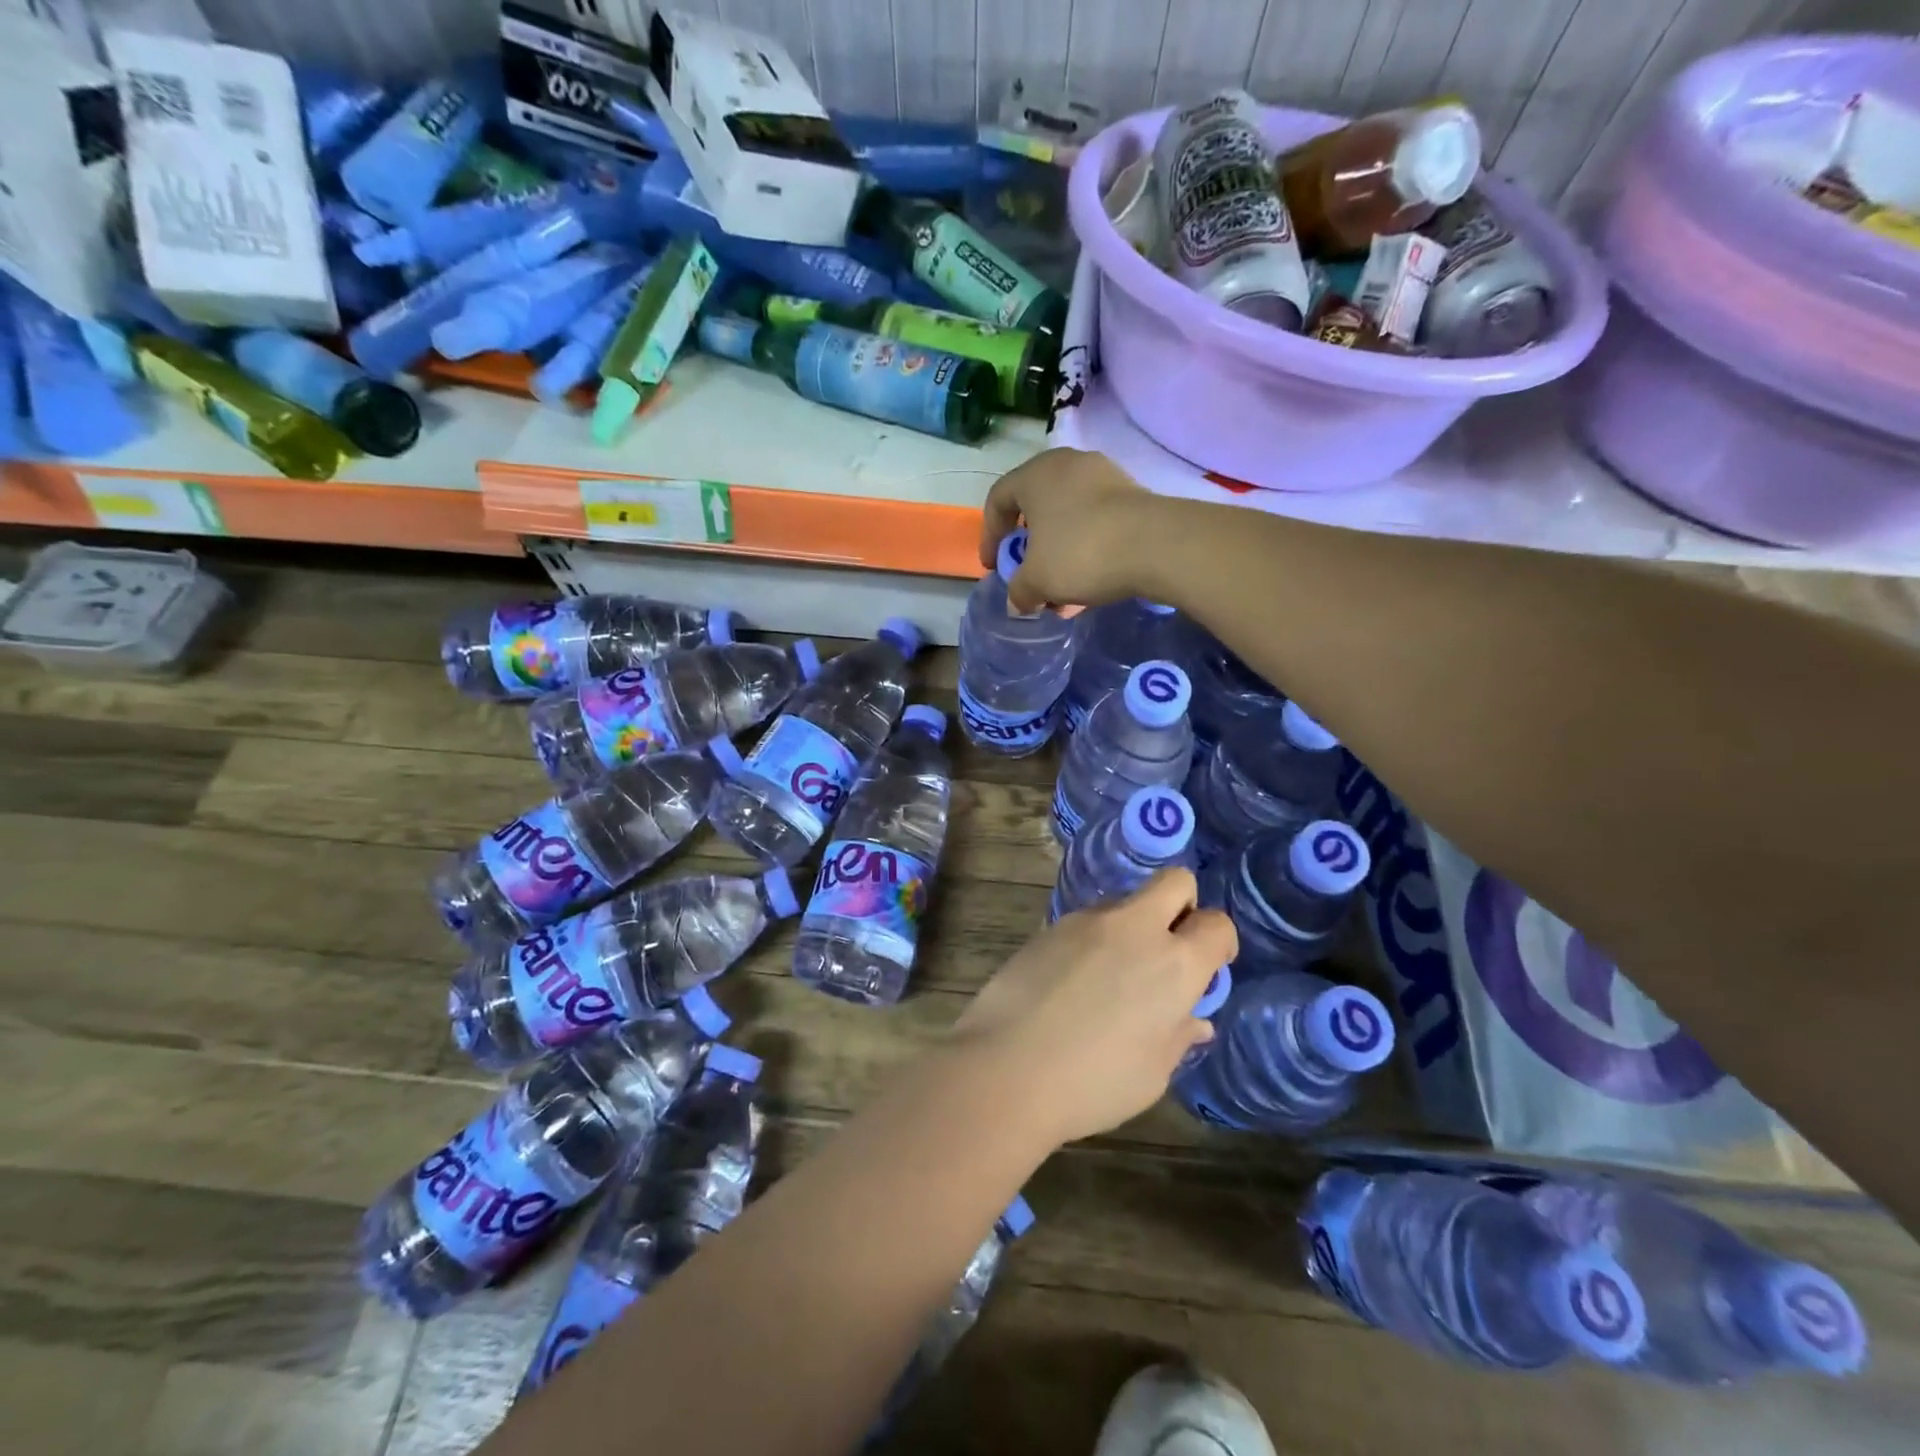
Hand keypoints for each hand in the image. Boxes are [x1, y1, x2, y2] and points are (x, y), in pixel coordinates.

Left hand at [950, 869, 1235, 1146]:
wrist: (1006, 1067)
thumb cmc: (1093, 1083)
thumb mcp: (1152, 1073)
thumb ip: (1177, 1036)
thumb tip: (1194, 1020)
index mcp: (1174, 964)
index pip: (1216, 924)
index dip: (1219, 941)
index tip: (1209, 966)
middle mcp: (1135, 927)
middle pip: (1175, 882)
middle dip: (1182, 905)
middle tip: (1168, 949)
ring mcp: (1087, 920)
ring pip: (1126, 901)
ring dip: (1132, 926)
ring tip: (1110, 977)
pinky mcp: (1050, 925)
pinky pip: (1087, 920)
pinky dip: (1093, 940)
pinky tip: (1073, 981)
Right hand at [979, 448, 1164, 614]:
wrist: (1156, 545)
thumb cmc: (1080, 553)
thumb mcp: (1037, 581)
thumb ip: (1019, 591)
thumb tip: (1017, 603)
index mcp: (1034, 475)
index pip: (998, 499)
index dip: (990, 536)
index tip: (994, 566)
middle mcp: (1066, 465)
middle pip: (1035, 506)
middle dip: (1029, 547)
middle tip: (1028, 574)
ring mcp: (1103, 475)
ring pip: (1068, 515)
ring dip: (1059, 551)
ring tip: (1062, 589)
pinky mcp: (1131, 493)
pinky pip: (1096, 519)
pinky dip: (1086, 547)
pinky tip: (1091, 580)